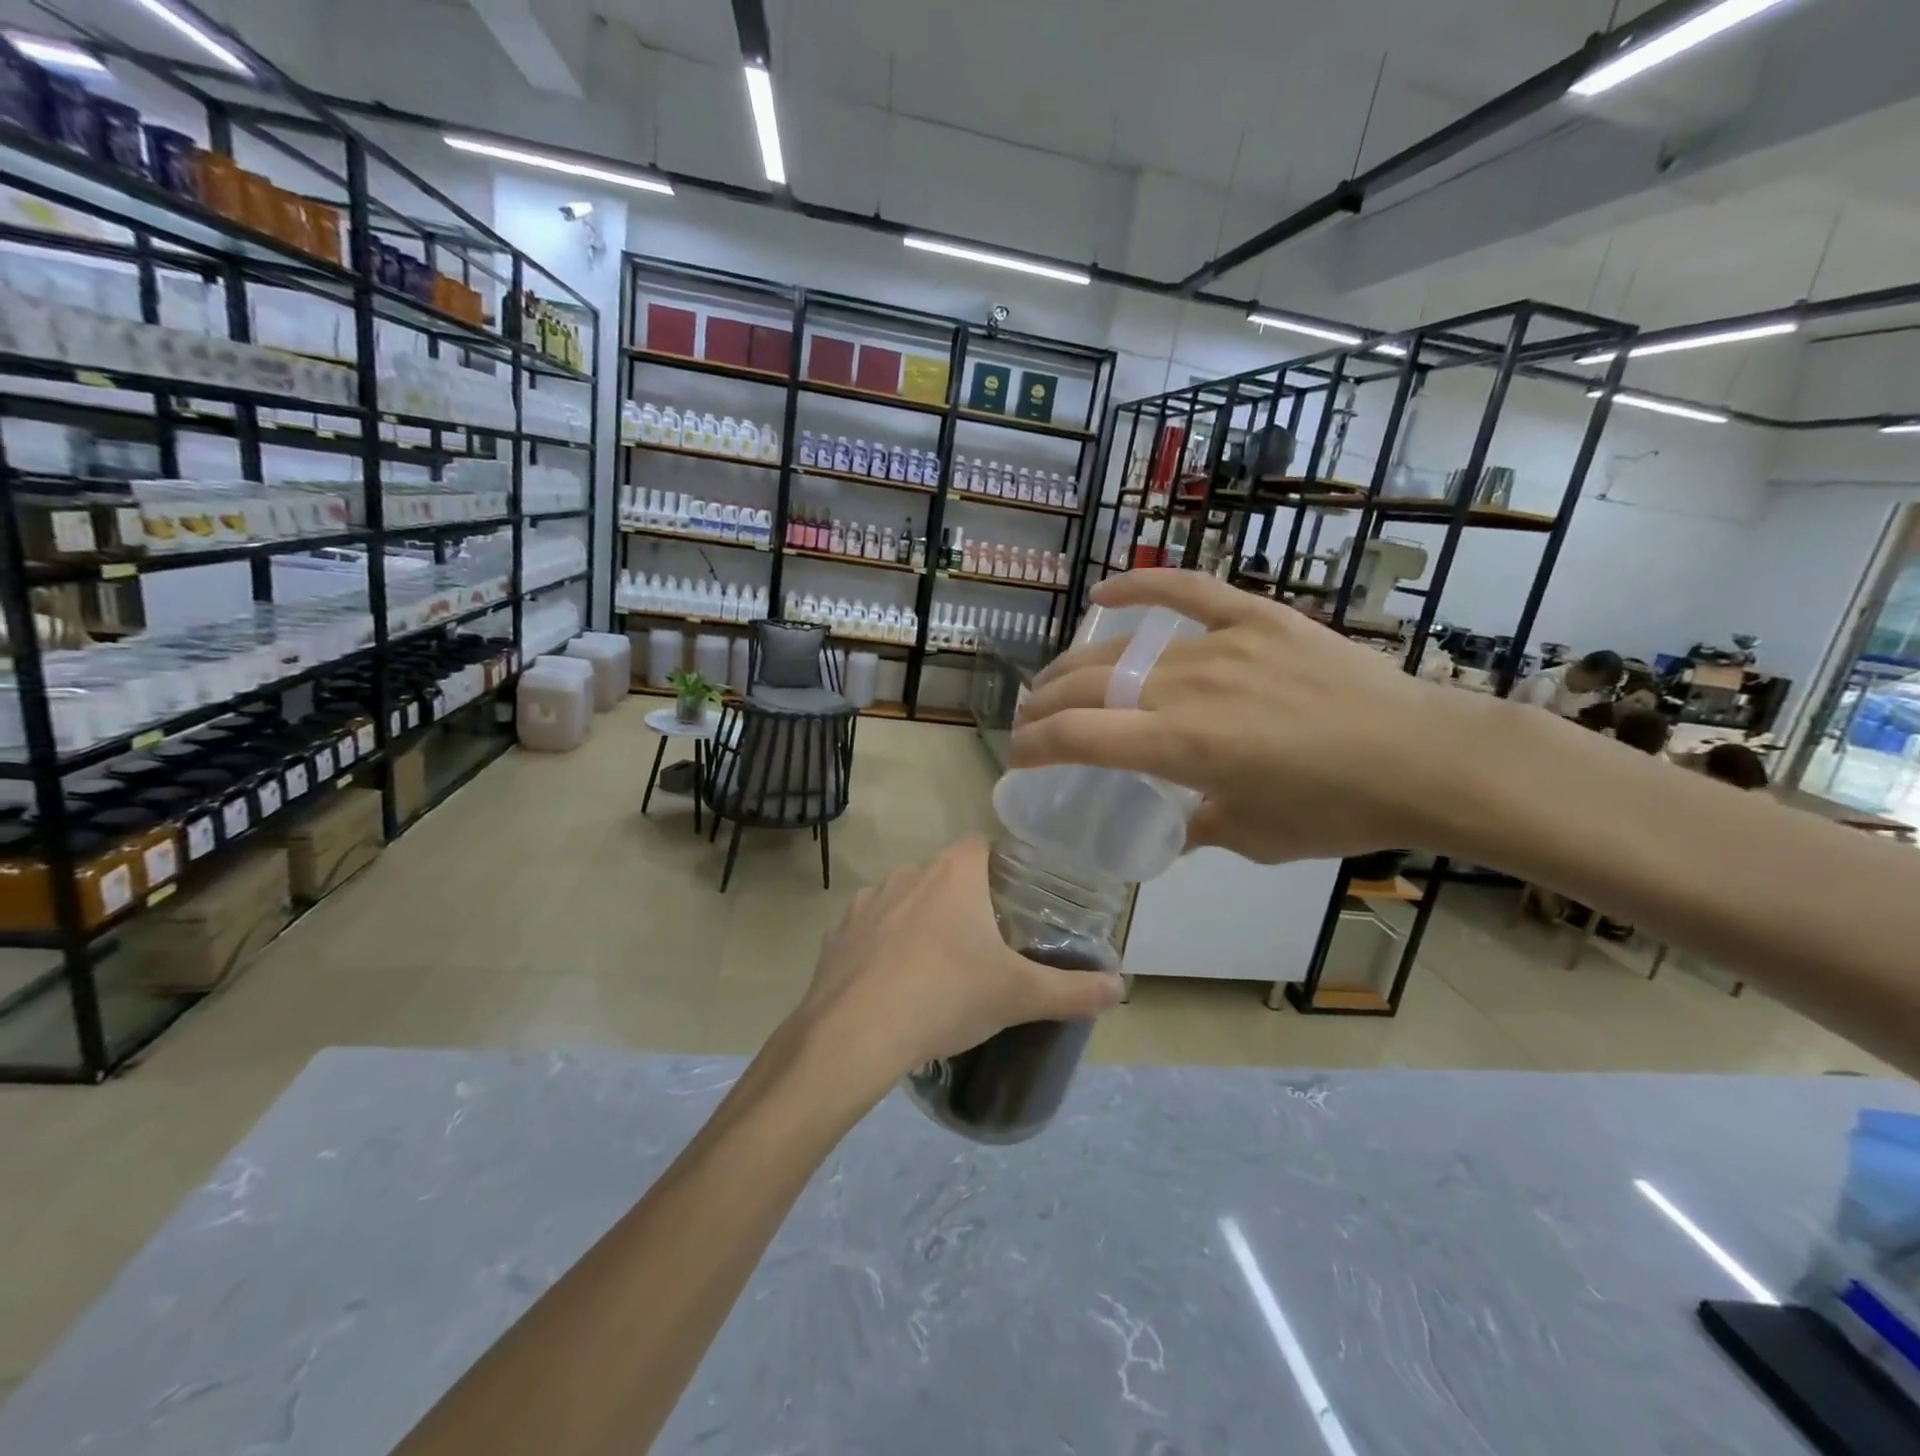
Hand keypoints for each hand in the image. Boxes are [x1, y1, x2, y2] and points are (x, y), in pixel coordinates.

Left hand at [793, 837, 1124, 1086]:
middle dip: (965, 901)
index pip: (982, 845)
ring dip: (923, 922)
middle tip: (986, 944)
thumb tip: (1120, 987)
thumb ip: (1073, 990)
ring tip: (940, 967)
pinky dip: (885, 947)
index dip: (1001, 867)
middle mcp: (908, 873)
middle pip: (945, 874)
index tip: (1015, 902)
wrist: (855, 1034)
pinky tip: (895, 984)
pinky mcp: (838, 933)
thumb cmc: (946, 996)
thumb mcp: (1019, 996)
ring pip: (906, 899)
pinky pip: (872, 930)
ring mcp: (867, 901)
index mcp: (953, 873)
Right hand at [1007, 569, 1483, 863]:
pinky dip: (1143, 586)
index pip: (1078, 737)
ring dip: (1077, 667)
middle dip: (1043, 705)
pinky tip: (1106, 594)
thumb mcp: (1255, 837)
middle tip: (1031, 722)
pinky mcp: (1256, 618)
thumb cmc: (1338, 810)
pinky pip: (1188, 591)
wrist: (1426, 757)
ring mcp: (1221, 645)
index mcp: (1182, 746)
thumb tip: (1170, 827)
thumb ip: (1197, 827)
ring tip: (1058, 681)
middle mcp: (1187, 687)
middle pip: (1088, 686)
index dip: (1035, 747)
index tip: (1019, 759)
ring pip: (1124, 649)